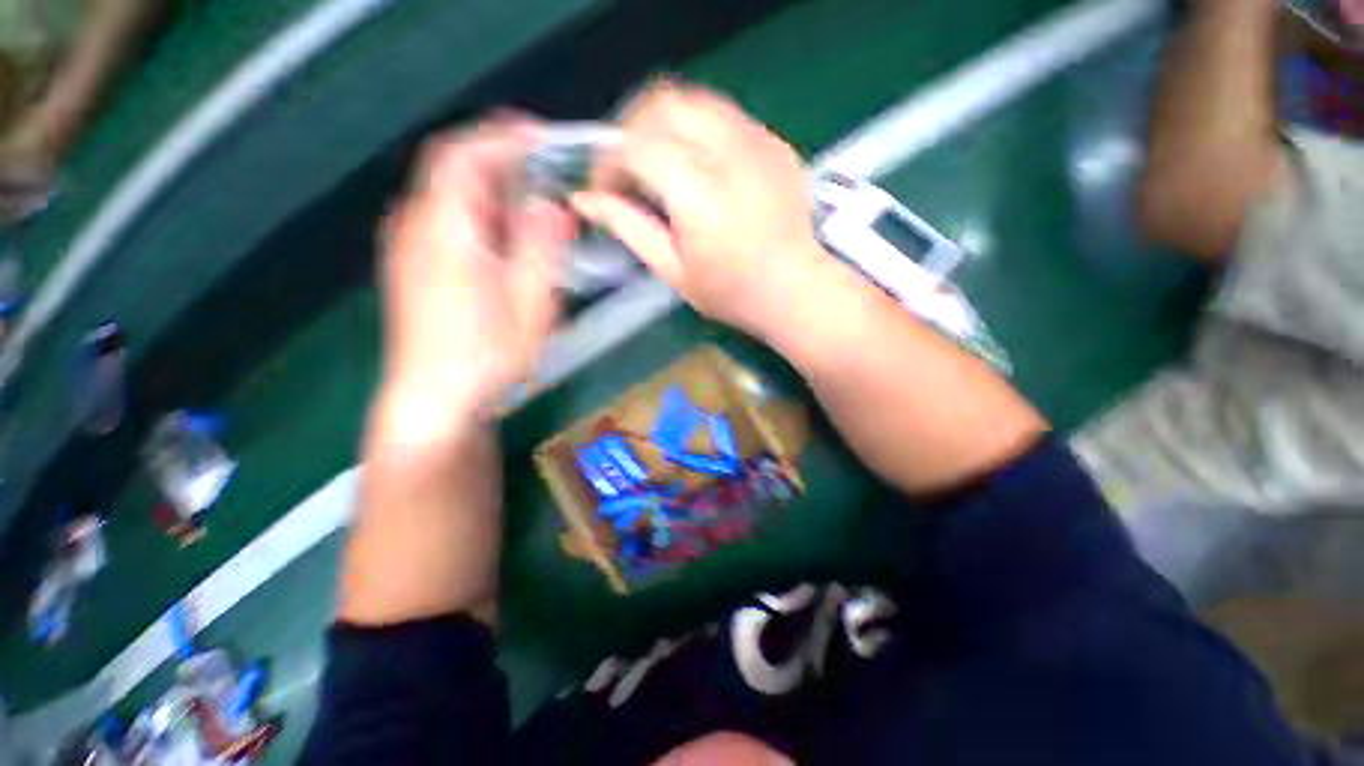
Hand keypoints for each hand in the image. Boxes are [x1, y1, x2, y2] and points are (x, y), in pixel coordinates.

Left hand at [379, 118, 574, 434]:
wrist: (434, 398)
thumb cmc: (487, 356)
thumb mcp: (530, 305)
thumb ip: (540, 249)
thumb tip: (551, 206)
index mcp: (446, 230)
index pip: (464, 155)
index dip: (502, 136)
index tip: (542, 136)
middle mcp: (418, 226)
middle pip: (453, 169)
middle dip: (501, 159)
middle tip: (547, 168)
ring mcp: (410, 246)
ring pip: (450, 194)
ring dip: (492, 187)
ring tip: (534, 202)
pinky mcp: (414, 265)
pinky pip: (446, 218)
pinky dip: (479, 211)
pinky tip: (506, 235)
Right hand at [571, 81, 829, 338]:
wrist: (796, 289)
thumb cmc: (732, 292)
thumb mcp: (672, 270)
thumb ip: (628, 228)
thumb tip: (587, 201)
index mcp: (697, 190)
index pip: (635, 145)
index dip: (609, 163)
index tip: (605, 190)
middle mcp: (727, 151)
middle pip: (663, 104)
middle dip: (633, 131)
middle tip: (629, 171)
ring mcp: (757, 140)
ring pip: (694, 101)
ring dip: (664, 125)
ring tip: (660, 165)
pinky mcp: (774, 141)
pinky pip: (723, 115)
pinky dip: (697, 129)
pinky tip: (699, 165)